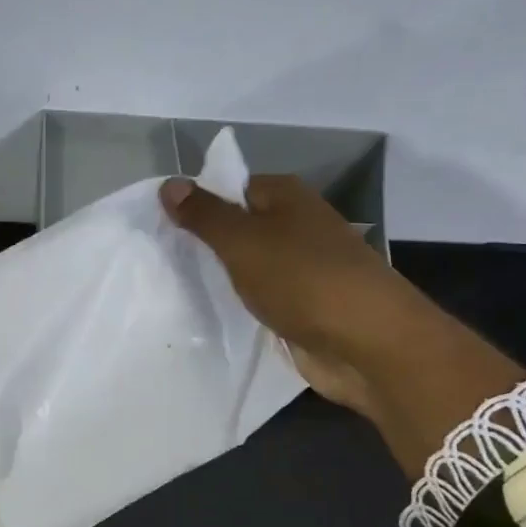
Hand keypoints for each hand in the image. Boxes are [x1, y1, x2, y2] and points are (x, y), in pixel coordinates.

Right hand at [160, 173, 525, 477]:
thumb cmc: (302, 279)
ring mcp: (302, 269)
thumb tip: (170, 183)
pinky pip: (260, 298)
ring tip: (174, 288)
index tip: (160, 225)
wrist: (365, 343)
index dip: (198, 203)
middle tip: (161, 259)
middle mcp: (297, 226)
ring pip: (248, 266)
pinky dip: (239, 305)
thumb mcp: (243, 241)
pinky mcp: (302, 307)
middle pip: (240, 227)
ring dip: (220, 278)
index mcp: (287, 197)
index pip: (232, 187)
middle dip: (205, 244)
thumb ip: (205, 215)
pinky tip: (209, 316)